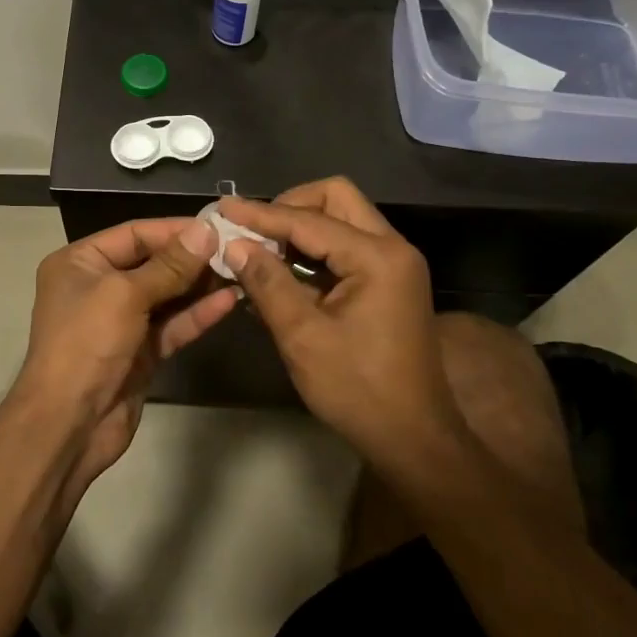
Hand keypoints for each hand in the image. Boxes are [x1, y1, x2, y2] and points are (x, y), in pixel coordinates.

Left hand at [7, 217, 236, 492]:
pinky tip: (228, 301)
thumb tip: (206, 231)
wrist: (68, 425)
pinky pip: (172, 325)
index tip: (217, 226)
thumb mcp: (125, 295)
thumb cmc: (86, 344)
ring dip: (200, 285)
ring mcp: (120, 322)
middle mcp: (98, 287)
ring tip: (240, 271)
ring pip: (167, 295)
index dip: (175, 229)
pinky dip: (197, 314)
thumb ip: (169, 265)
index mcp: (81, 263)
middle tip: (236, 249)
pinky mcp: (139, 352)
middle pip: (153, 263)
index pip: (134, 234)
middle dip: (192, 258)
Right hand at [219, 178, 470, 477]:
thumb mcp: (302, 336)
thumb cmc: (357, 390)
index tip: (223, 208)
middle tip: (253, 229)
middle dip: (290, 206)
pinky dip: (315, 248)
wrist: (413, 438)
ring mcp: (395, 264)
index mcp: (377, 257)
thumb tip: (234, 245)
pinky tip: (283, 269)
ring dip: (302, 226)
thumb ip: (267, 283)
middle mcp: (393, 248)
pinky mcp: (390, 281)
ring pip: (343, 218)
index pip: (309, 219)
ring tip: (260, 247)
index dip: (261, 214)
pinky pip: (348, 245)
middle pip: (337, 198)